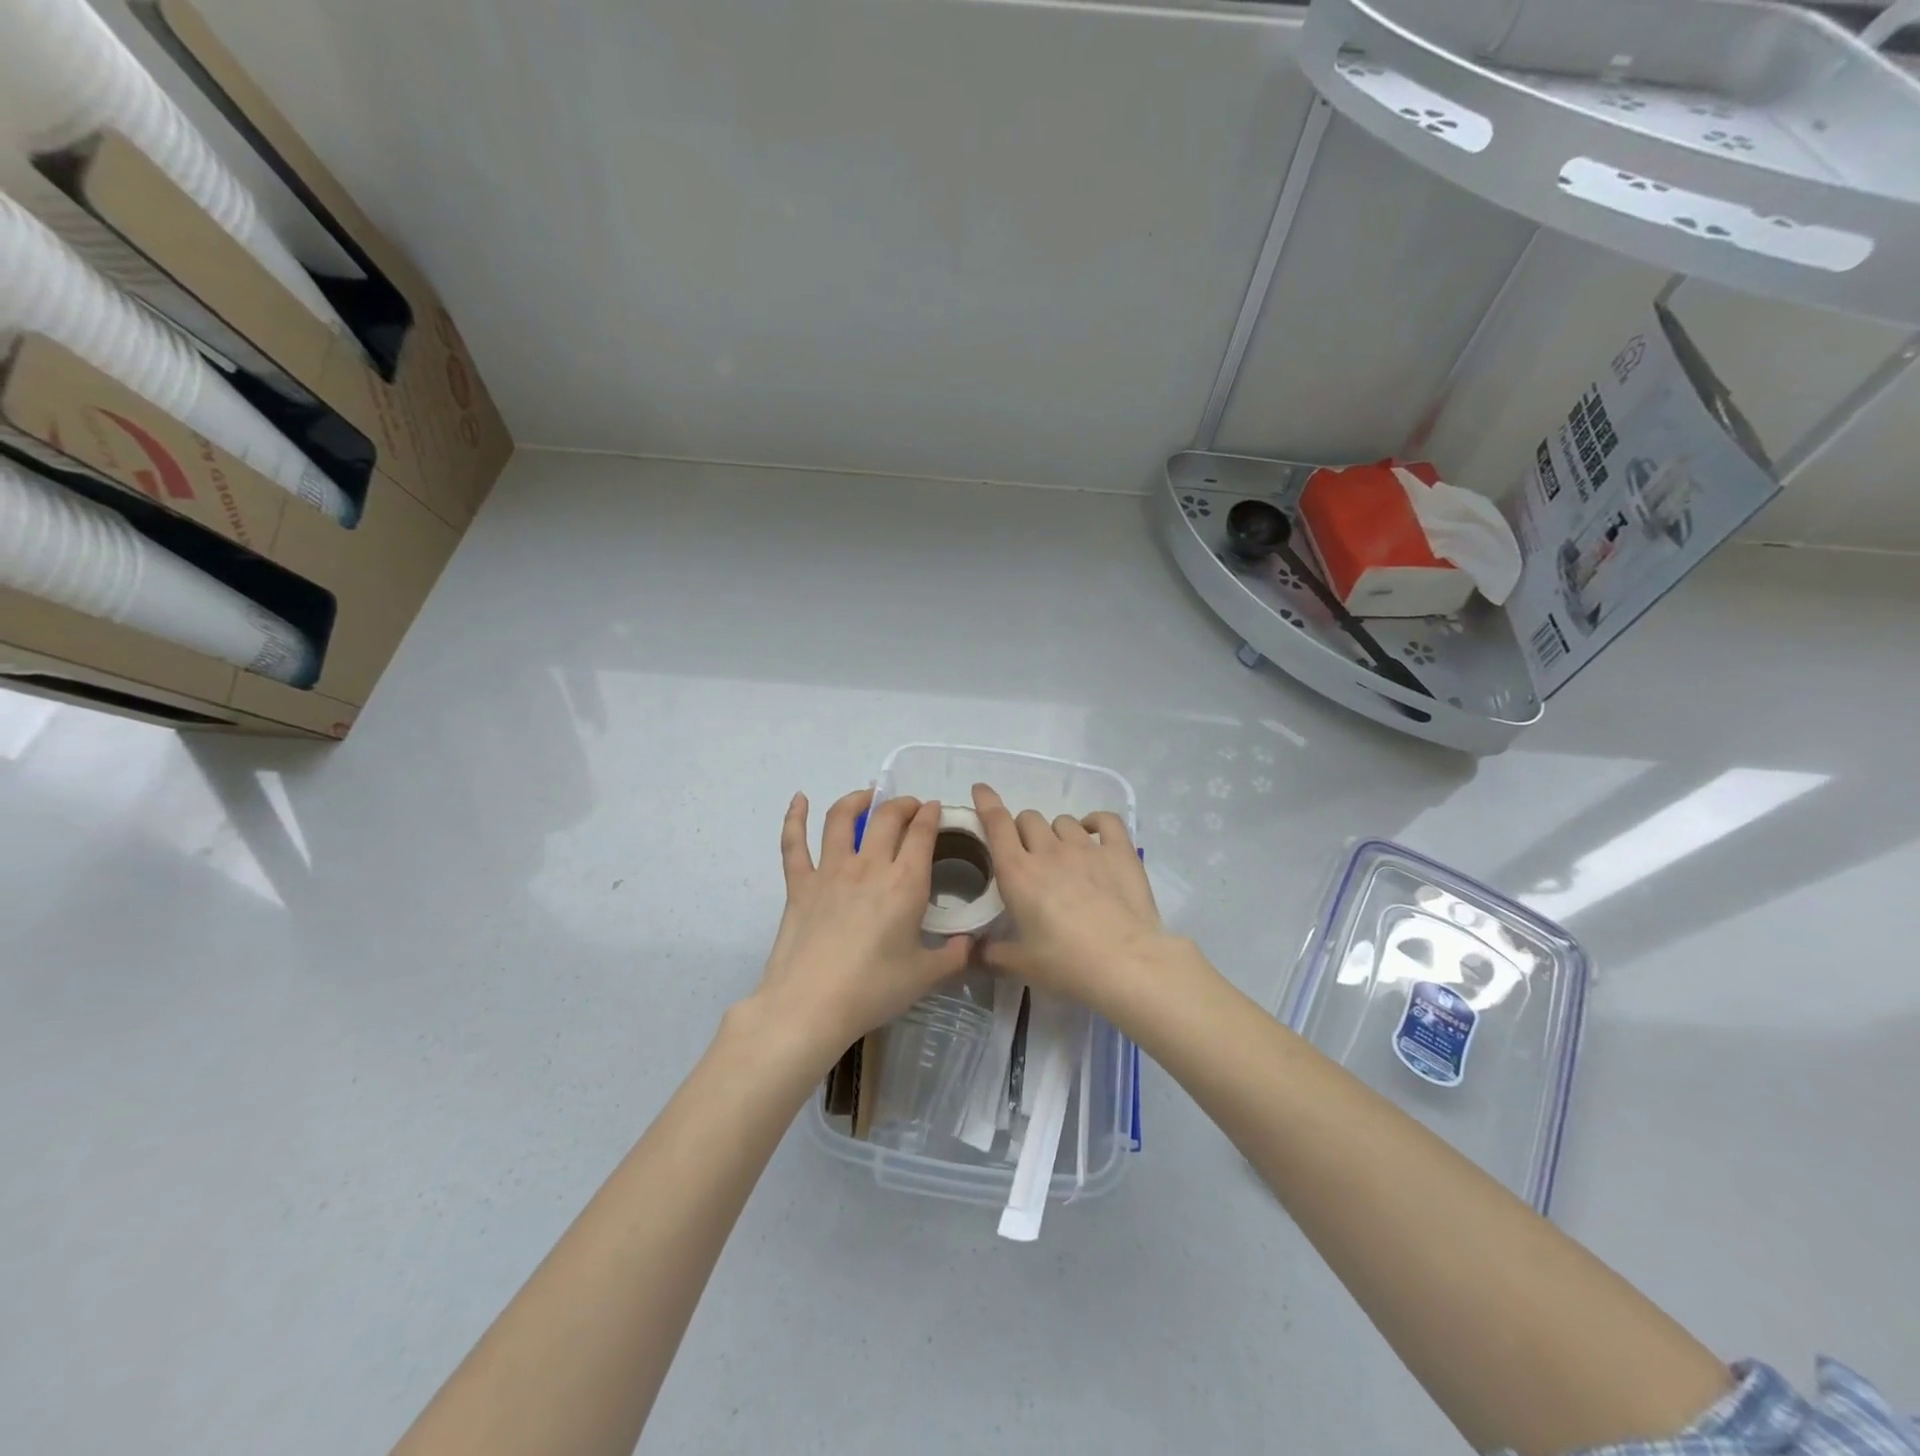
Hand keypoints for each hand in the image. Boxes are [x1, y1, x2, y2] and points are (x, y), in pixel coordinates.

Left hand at [749, 789, 970, 1065]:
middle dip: (903, 804)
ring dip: (858, 800)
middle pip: (887, 817)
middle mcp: (869, 865)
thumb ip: (954, 956)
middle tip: (910, 807)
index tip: (935, 809)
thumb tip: (971, 944)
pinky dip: (795, 816)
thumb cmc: (873, 990)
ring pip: (842, 818)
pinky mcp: (799, 884)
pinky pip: (794, 843)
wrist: (810, 1006)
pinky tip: (799, 799)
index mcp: (905, 883)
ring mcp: (830, 870)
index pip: (922, 833)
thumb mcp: (925, 977)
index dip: (930, 815)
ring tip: (868, 796)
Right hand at [970, 783, 1171, 1015]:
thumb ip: (991, 954)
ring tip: (1063, 856)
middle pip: (1028, 819)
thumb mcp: (1021, 964)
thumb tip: (972, 952)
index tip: (980, 790)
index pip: (996, 823)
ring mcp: (1086, 847)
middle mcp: (1048, 851)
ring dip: (1056, 833)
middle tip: (1028, 856)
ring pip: (1062, 821)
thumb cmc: (1066, 964)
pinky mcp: (1119, 851)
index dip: (986, 803)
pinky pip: (1104, 820)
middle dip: (1022, 831)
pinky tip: (1093, 832)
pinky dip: (1095, 822)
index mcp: (1017, 873)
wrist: (1125, 963)